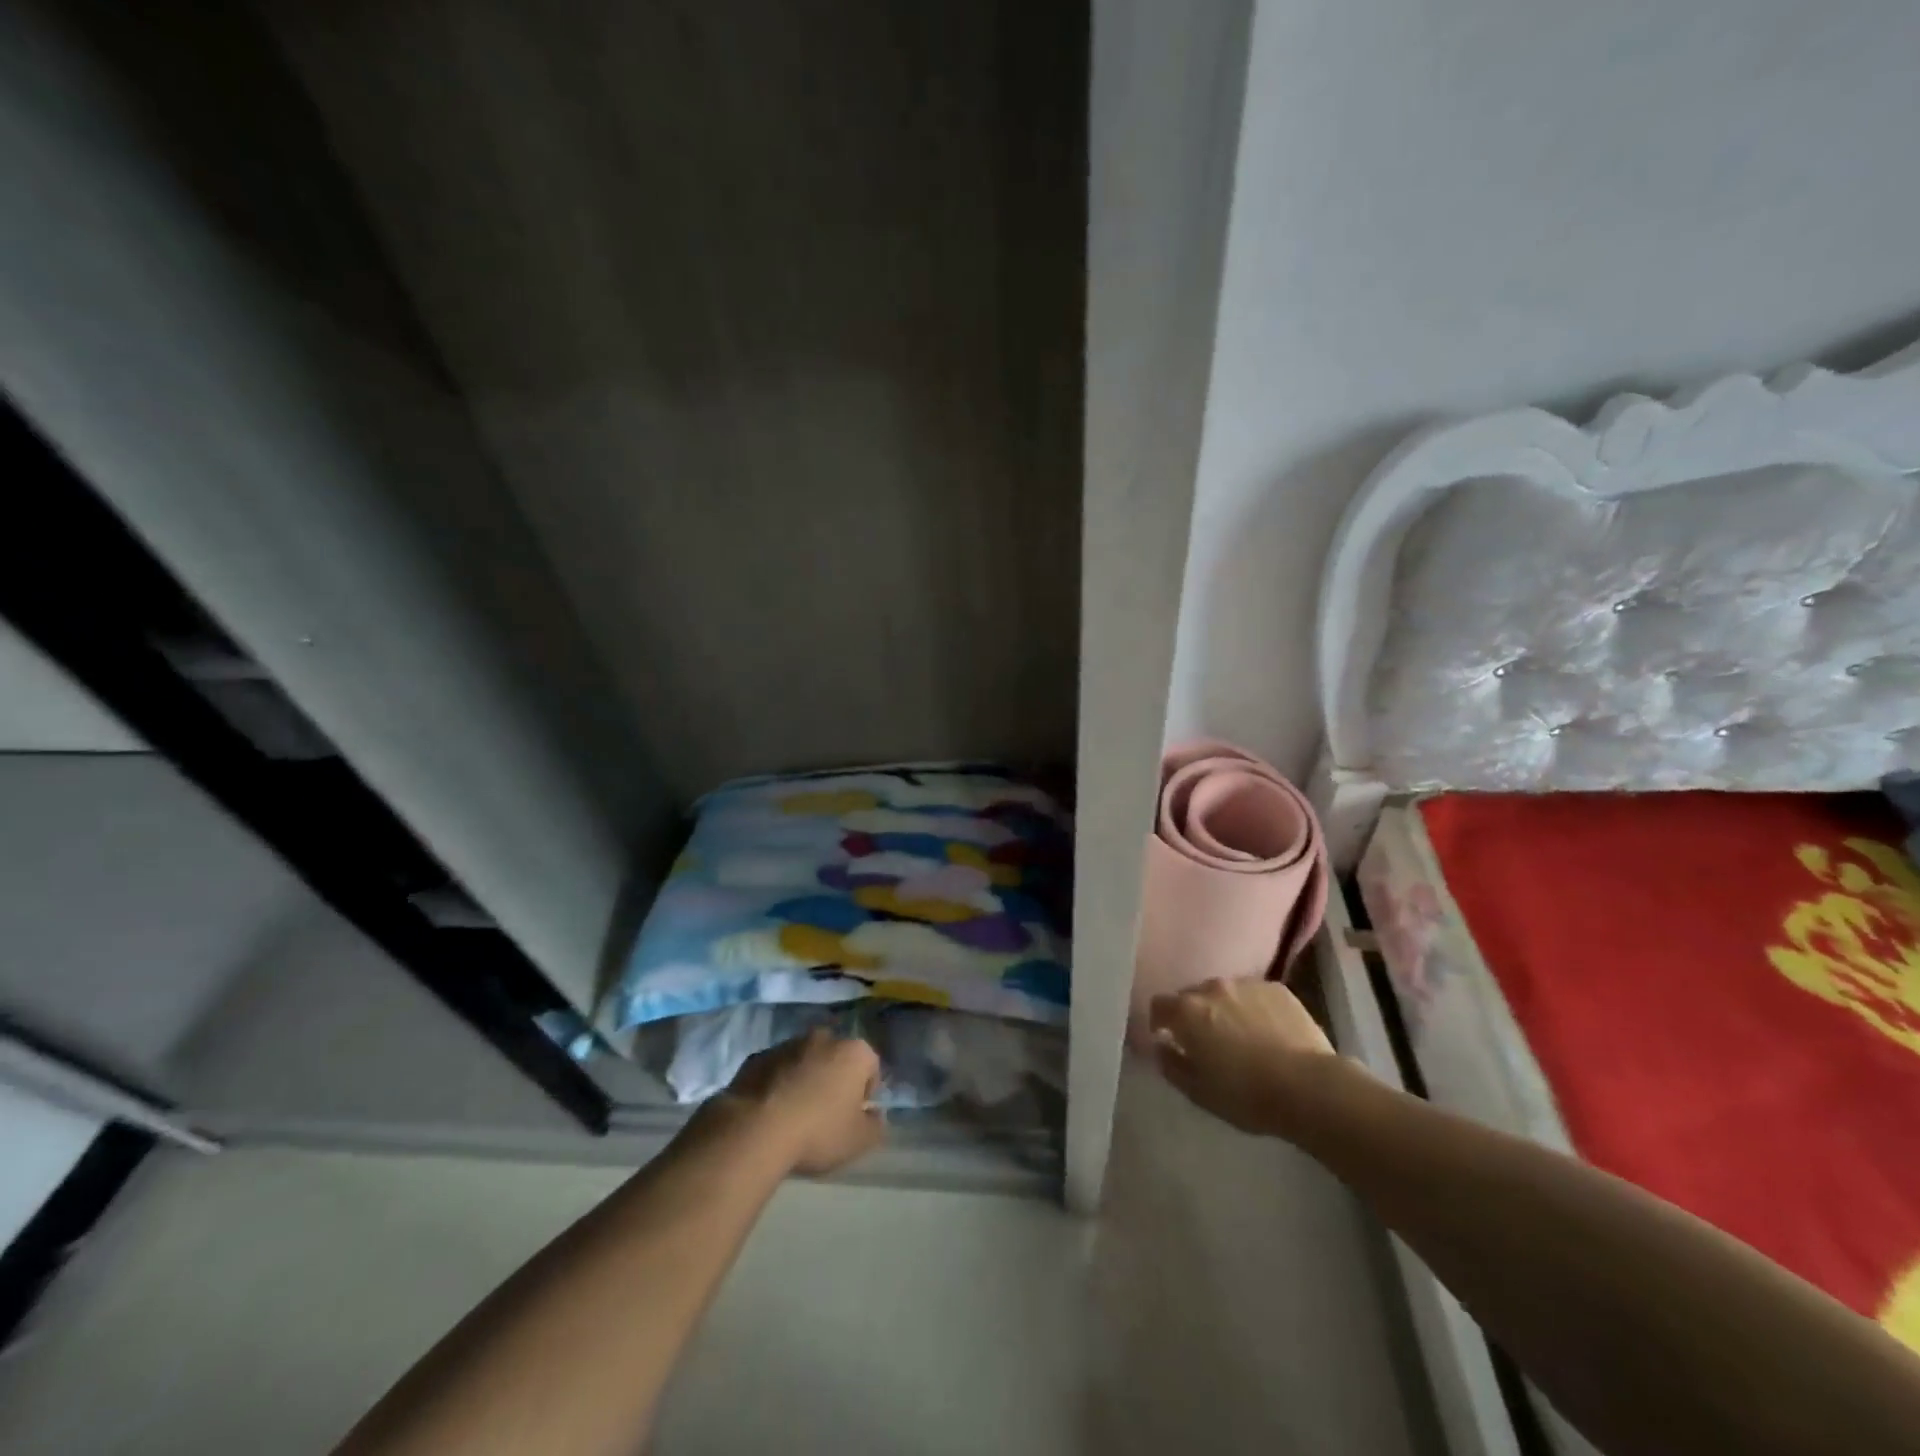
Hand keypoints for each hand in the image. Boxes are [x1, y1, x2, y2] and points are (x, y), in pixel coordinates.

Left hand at [716, 1027, 884, 1176]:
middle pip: (836, 1058)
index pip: (871, 1066)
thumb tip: (874, 1114)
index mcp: (854, 1052)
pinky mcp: (757, 1056)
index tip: (854, 1117)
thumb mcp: (859, 1141)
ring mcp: (787, 1044)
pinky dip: (777, 1083)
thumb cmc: (817, 1132)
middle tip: (826, 1114)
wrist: (755, 1130)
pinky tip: (770, 1112)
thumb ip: (876, 1125)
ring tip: (794, 1115)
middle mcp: (824, 1038)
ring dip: (804, 1079)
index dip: (866, 1093)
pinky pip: (776, 1069)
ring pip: (805, 1060)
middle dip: (834, 1079)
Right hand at [1150, 978, 1338, 1136]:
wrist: (1309, 1087)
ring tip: (1242, 1037)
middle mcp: (1212, 987)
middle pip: (1192, 996)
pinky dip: (1253, 1009)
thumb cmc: (1246, 1094)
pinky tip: (1269, 1033)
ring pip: (1224, 993)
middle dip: (1194, 1015)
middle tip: (1208, 1043)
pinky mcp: (1277, 989)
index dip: (1160, 1022)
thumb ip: (1171, 1065)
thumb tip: (1161, 1047)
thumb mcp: (1198, 1092)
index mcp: (1187, 1011)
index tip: (1168, 1040)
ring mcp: (1246, 984)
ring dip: (1224, 1009)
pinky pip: (1254, 995)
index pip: (1159, 1005)